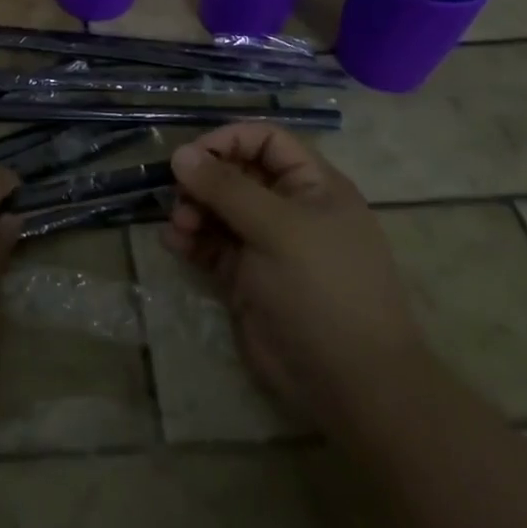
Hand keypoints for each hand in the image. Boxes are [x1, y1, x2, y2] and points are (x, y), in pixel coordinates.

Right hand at [165, 123, 424, 431]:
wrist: (352, 387)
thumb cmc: (323, 290)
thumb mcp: (277, 229)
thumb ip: (226, 188)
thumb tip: (180, 154)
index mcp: (312, 186)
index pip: (266, 141)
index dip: (229, 140)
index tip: (192, 156)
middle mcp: (289, 209)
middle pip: (236, 173)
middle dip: (204, 180)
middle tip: (179, 196)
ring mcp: (267, 245)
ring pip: (219, 209)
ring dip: (193, 209)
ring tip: (179, 226)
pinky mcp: (246, 278)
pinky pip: (212, 245)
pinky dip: (192, 240)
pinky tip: (174, 244)